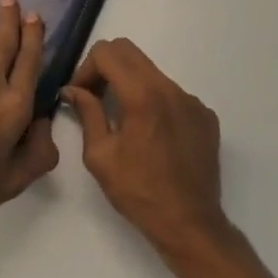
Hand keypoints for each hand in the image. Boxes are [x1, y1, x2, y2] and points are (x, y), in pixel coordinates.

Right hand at [63, 38, 231, 264]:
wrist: (190, 225)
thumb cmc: (139, 192)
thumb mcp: (100, 155)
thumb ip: (87, 113)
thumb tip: (73, 90)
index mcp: (142, 94)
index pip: (107, 52)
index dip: (86, 68)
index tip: (81, 94)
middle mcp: (170, 88)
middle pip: (129, 52)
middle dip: (106, 68)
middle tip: (95, 97)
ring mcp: (191, 100)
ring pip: (151, 72)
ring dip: (130, 84)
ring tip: (123, 119)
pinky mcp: (204, 115)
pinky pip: (172, 93)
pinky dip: (154, 102)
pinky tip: (151, 135)